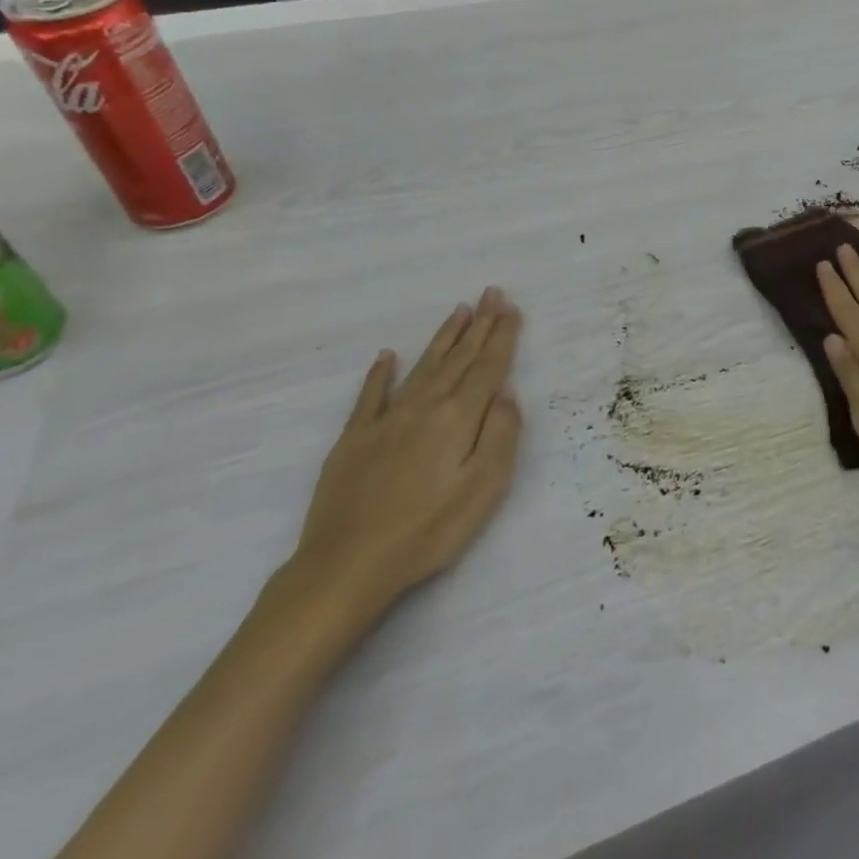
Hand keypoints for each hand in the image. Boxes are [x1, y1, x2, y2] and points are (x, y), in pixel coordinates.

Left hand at [290, 288, 523, 616]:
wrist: (347, 565)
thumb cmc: (428, 530)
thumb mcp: (484, 488)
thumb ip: (501, 435)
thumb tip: (506, 393)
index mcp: (458, 418)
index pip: (488, 367)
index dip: (502, 336)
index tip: (511, 307)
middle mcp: (424, 407)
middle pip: (458, 358)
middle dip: (479, 324)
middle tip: (491, 292)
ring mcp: (386, 420)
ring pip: (423, 367)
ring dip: (444, 337)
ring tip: (459, 310)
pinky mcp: (354, 438)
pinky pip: (371, 395)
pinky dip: (380, 373)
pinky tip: (387, 356)